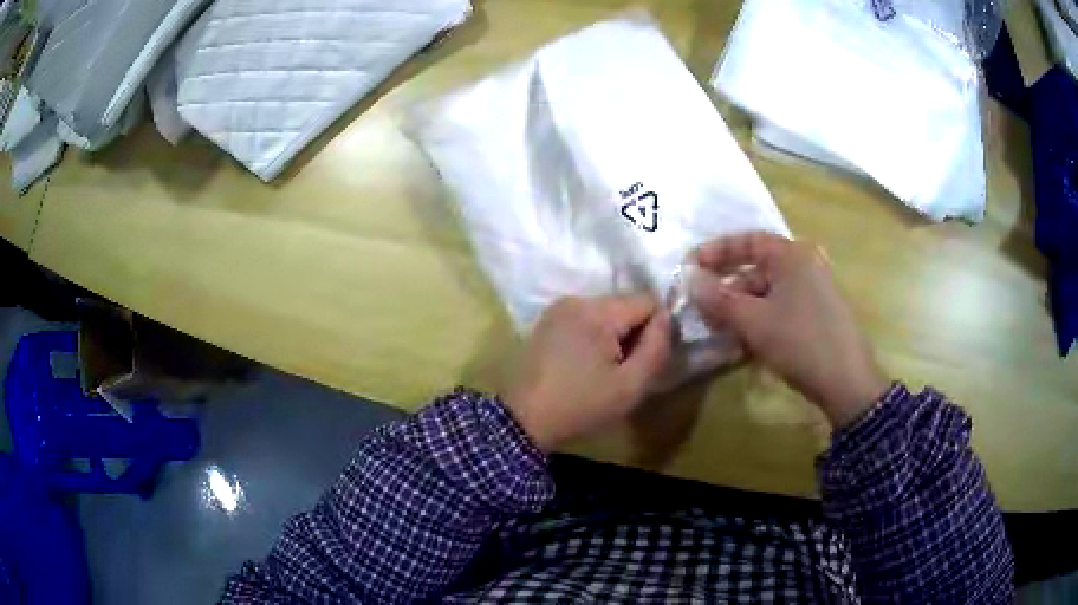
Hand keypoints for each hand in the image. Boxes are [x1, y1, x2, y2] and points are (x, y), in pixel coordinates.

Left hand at [503, 295, 671, 450]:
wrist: (523, 421)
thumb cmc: (580, 406)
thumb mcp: (630, 385)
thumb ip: (656, 348)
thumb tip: (668, 318)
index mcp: (597, 311)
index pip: (647, 301)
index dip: (657, 329)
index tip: (648, 359)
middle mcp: (577, 299)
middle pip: (626, 305)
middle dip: (634, 333)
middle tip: (626, 370)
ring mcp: (559, 308)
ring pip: (607, 312)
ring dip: (615, 336)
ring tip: (605, 370)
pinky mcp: (548, 321)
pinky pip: (586, 319)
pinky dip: (595, 337)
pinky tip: (586, 365)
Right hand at [690, 232, 888, 428]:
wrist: (847, 382)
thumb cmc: (800, 342)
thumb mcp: (754, 321)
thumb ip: (718, 298)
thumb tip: (687, 278)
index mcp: (792, 255)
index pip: (747, 241)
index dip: (716, 252)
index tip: (690, 267)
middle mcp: (804, 265)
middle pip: (755, 269)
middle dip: (725, 288)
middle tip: (700, 308)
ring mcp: (812, 291)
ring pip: (766, 293)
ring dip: (739, 309)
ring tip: (718, 331)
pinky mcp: (815, 314)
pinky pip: (779, 308)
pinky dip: (758, 320)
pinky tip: (742, 342)